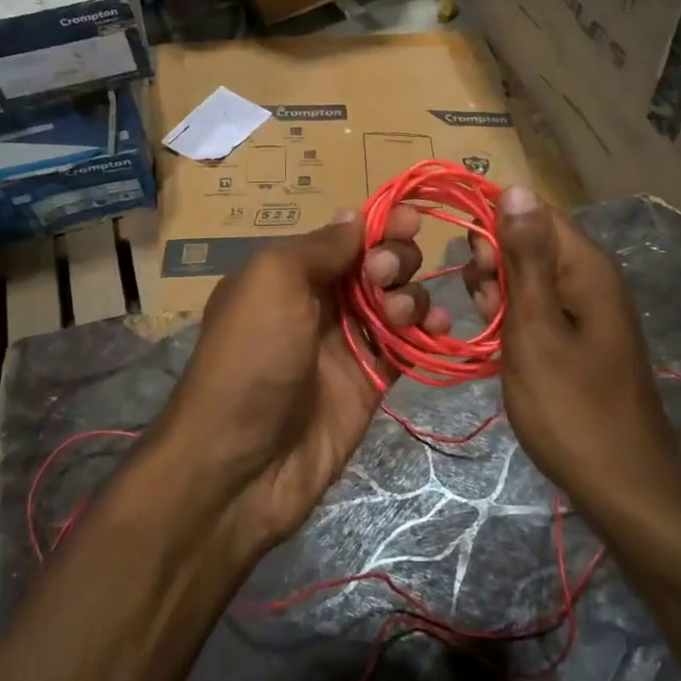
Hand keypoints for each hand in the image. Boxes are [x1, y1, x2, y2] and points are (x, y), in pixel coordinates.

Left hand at [153, 206, 441, 553]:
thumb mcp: (272, 281)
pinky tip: (438, 329)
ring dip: (411, 295)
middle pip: (377, 264)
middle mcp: (321, 302)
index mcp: (290, 273)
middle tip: (383, 278)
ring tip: (399, 314)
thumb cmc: (251, 357)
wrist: (241, 464)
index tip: (410, 219)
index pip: (346, 236)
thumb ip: (320, 246)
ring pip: (398, 301)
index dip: (380, 224)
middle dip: (394, 259)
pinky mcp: (371, 381)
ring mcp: (348, 343)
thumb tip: (356, 216)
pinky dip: (428, 331)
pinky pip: (408, 345)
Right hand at [463, 187, 680, 516]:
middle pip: (529, 241)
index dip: (493, 226)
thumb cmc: (571, 408)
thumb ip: (524, 257)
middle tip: (484, 307)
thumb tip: (514, 187)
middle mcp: (590, 277)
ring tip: (491, 330)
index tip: (469, 264)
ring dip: (499, 294)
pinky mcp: (581, 336)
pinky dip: (514, 318)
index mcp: (585, 266)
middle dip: (494, 264)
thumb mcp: (535, 328)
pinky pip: (539, 306)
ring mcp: (587, 308)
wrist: (623, 486)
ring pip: (529, 276)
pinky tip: (501, 343)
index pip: (532, 211)